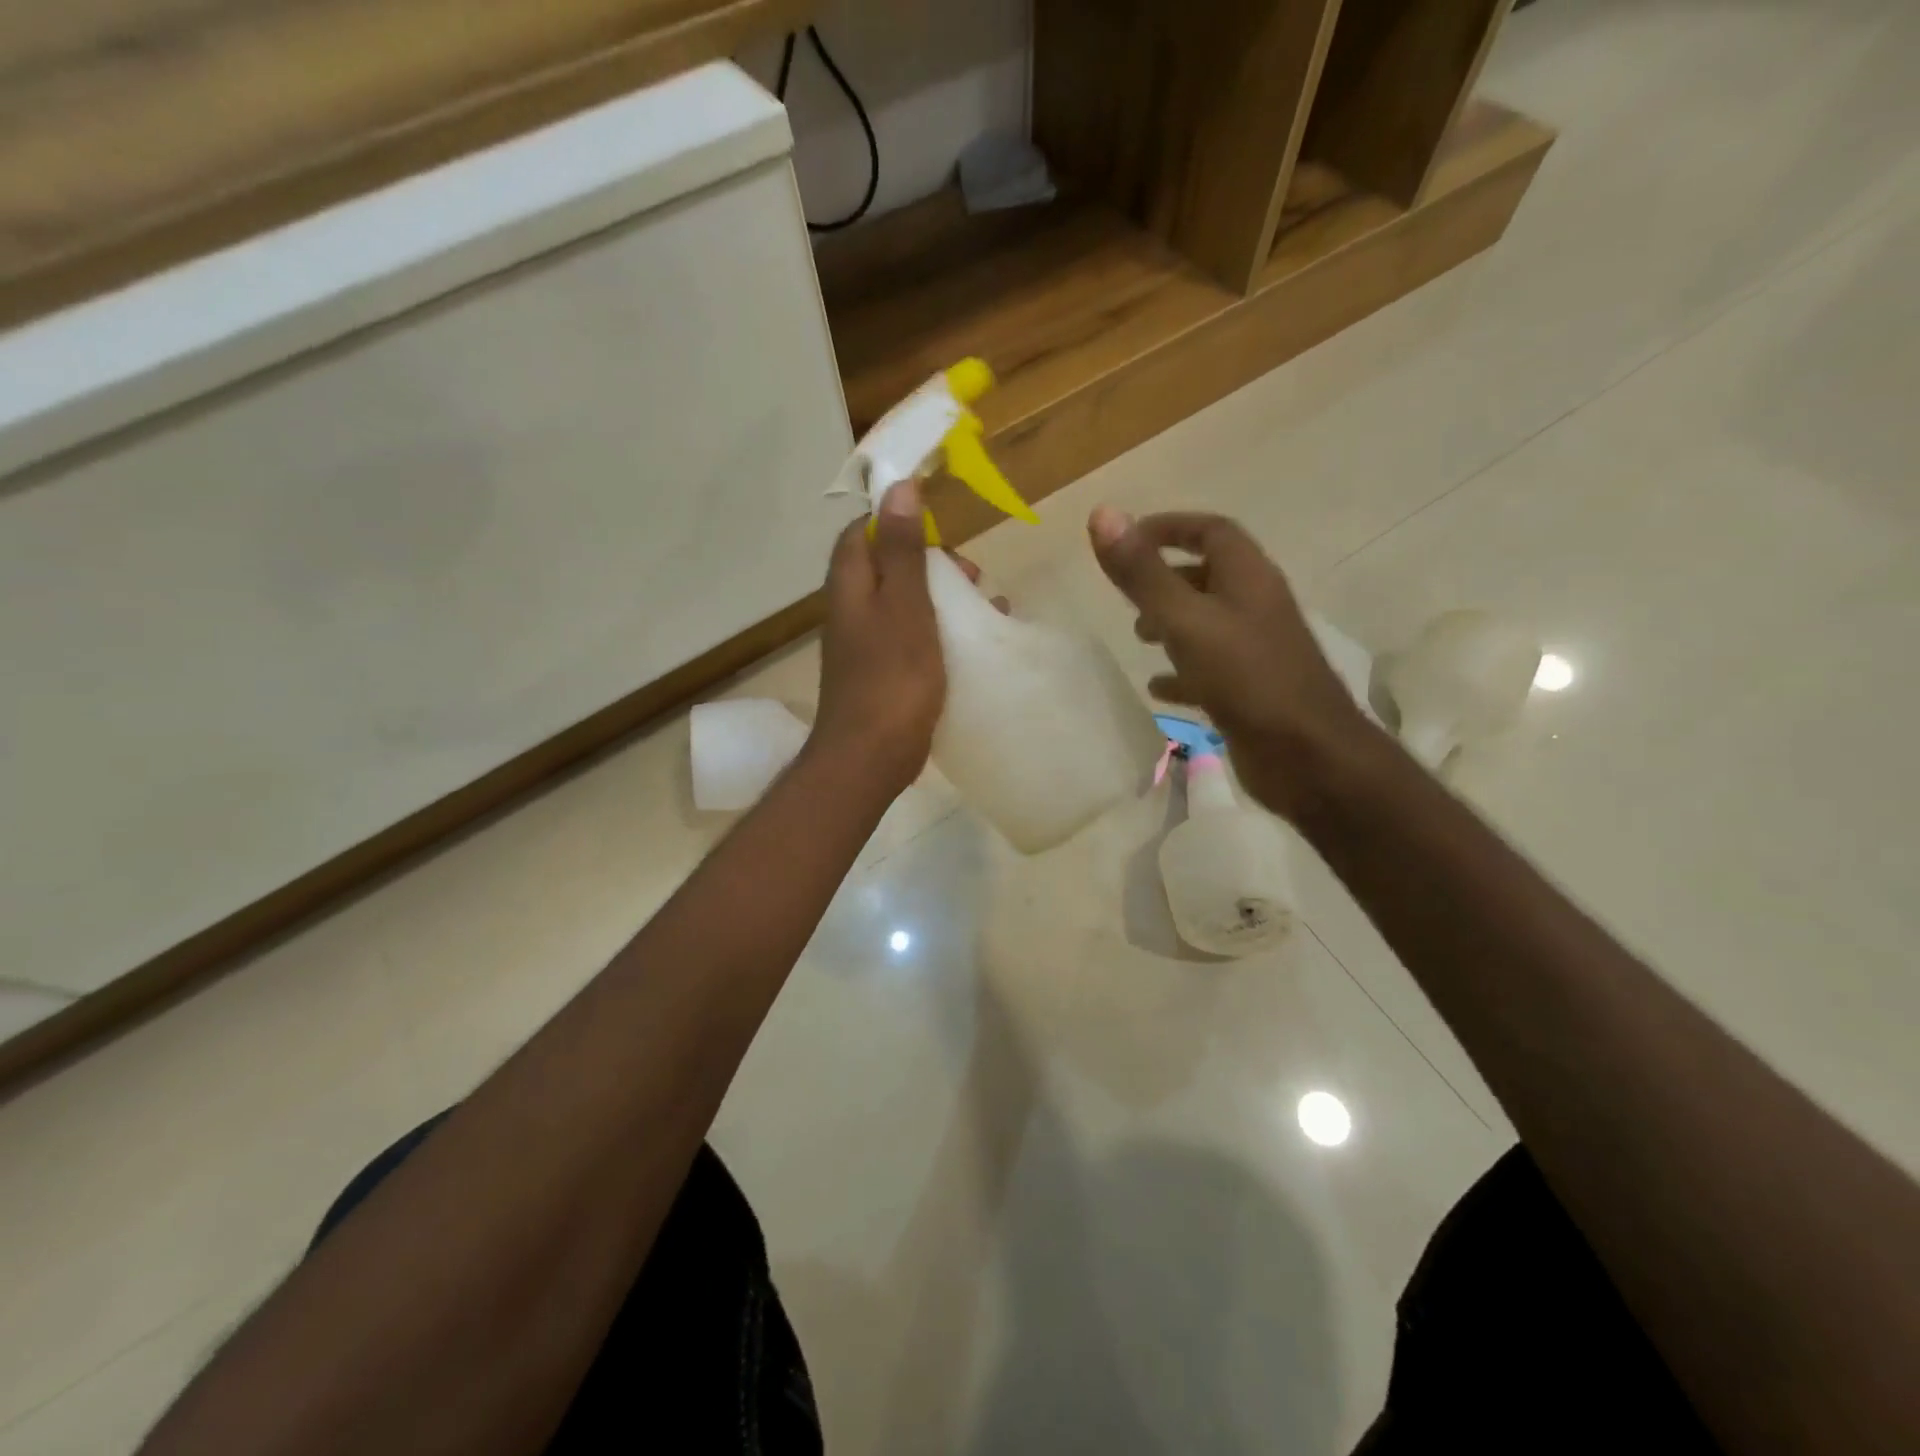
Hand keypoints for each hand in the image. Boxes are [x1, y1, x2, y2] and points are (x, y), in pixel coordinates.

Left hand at [812, 482, 946, 798]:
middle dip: (931, 562)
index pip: (863, 532)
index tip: (940, 526)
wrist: (870, 757)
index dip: (898, 520)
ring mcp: (865, 645)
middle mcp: (851, 610)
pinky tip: (971, 644)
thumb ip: (902, 550)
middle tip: (971, 573)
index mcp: (850, 586)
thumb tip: (899, 488)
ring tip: (984, 604)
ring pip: (903, 603)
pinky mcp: (882, 674)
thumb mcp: (905, 605)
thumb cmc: (892, 678)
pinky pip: (911, 637)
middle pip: (887, 566)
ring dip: (941, 597)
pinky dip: (939, 630)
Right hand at [1088, 507, 1373, 820]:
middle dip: (1166, 579)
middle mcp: (1256, 606)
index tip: (1128, 539)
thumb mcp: (1185, 621)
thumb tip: (1102, 513)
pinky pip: (1210, 669)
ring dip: (1172, 624)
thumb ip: (1143, 573)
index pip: (1211, 531)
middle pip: (1210, 576)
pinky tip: (1158, 688)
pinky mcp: (1252, 690)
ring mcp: (1257, 650)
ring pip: (1208, 623)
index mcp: (1248, 578)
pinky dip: (1182, 671)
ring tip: (1138, 638)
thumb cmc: (1247, 679)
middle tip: (1128, 596)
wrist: (1307, 756)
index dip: (1170, 527)